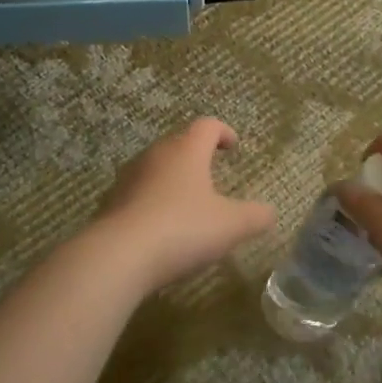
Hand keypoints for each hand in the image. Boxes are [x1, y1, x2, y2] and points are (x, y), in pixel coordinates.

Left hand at [92, 118, 275, 292]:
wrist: (118, 256)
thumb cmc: (182, 229)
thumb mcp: (231, 226)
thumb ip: (255, 216)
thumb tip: (269, 212)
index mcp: (186, 151)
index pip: (206, 126)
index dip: (223, 132)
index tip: (233, 146)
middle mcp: (155, 155)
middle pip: (178, 143)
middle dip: (196, 154)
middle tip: (211, 172)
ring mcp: (128, 178)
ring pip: (155, 168)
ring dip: (172, 178)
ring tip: (187, 201)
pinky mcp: (111, 203)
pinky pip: (138, 194)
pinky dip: (153, 202)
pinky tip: (161, 227)